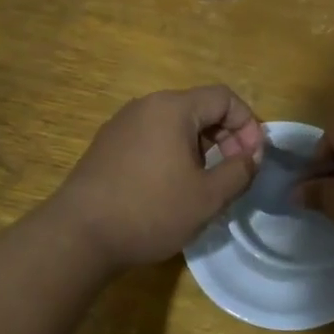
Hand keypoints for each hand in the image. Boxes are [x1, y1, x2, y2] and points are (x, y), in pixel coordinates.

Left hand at [50, 86, 264, 268]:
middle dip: (226, 137)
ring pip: (175, 125)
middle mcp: (145, 106)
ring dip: (201, 148)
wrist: (80, 235)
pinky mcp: (107, 146)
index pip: (224, 97)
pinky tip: (173, 188)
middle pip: (199, 108)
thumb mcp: (207, 196)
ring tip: (207, 184)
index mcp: (172, 108)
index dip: (248, 124)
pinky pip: (153, 139)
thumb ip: (239, 171)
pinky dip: (174, 154)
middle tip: (235, 173)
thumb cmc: (151, 211)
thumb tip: (252, 156)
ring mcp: (122, 125)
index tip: (254, 159)